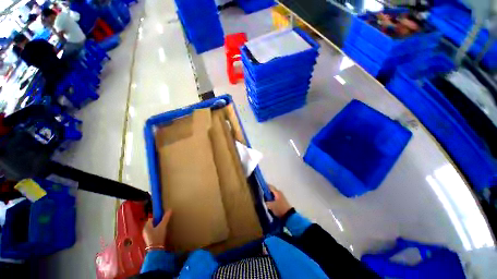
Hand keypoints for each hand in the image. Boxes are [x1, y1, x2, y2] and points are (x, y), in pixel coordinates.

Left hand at [142, 209, 171, 247]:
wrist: (156, 249)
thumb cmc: (157, 236)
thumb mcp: (163, 226)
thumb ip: (166, 218)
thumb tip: (170, 209)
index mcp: (146, 226)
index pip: (151, 218)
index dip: (157, 217)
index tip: (163, 218)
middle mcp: (145, 231)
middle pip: (152, 223)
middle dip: (158, 222)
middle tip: (164, 223)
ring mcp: (146, 236)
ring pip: (152, 228)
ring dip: (157, 227)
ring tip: (163, 228)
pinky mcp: (149, 240)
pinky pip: (152, 233)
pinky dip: (156, 231)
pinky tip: (161, 233)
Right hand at [265, 185, 291, 217]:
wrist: (289, 215)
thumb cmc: (279, 208)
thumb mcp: (270, 206)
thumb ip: (266, 201)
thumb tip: (263, 199)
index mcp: (277, 192)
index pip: (269, 186)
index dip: (264, 186)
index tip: (260, 188)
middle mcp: (279, 192)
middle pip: (271, 190)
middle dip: (266, 192)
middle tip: (262, 195)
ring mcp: (281, 196)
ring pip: (273, 194)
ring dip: (269, 196)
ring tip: (265, 199)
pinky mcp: (282, 201)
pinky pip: (275, 197)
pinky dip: (272, 199)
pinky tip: (270, 203)